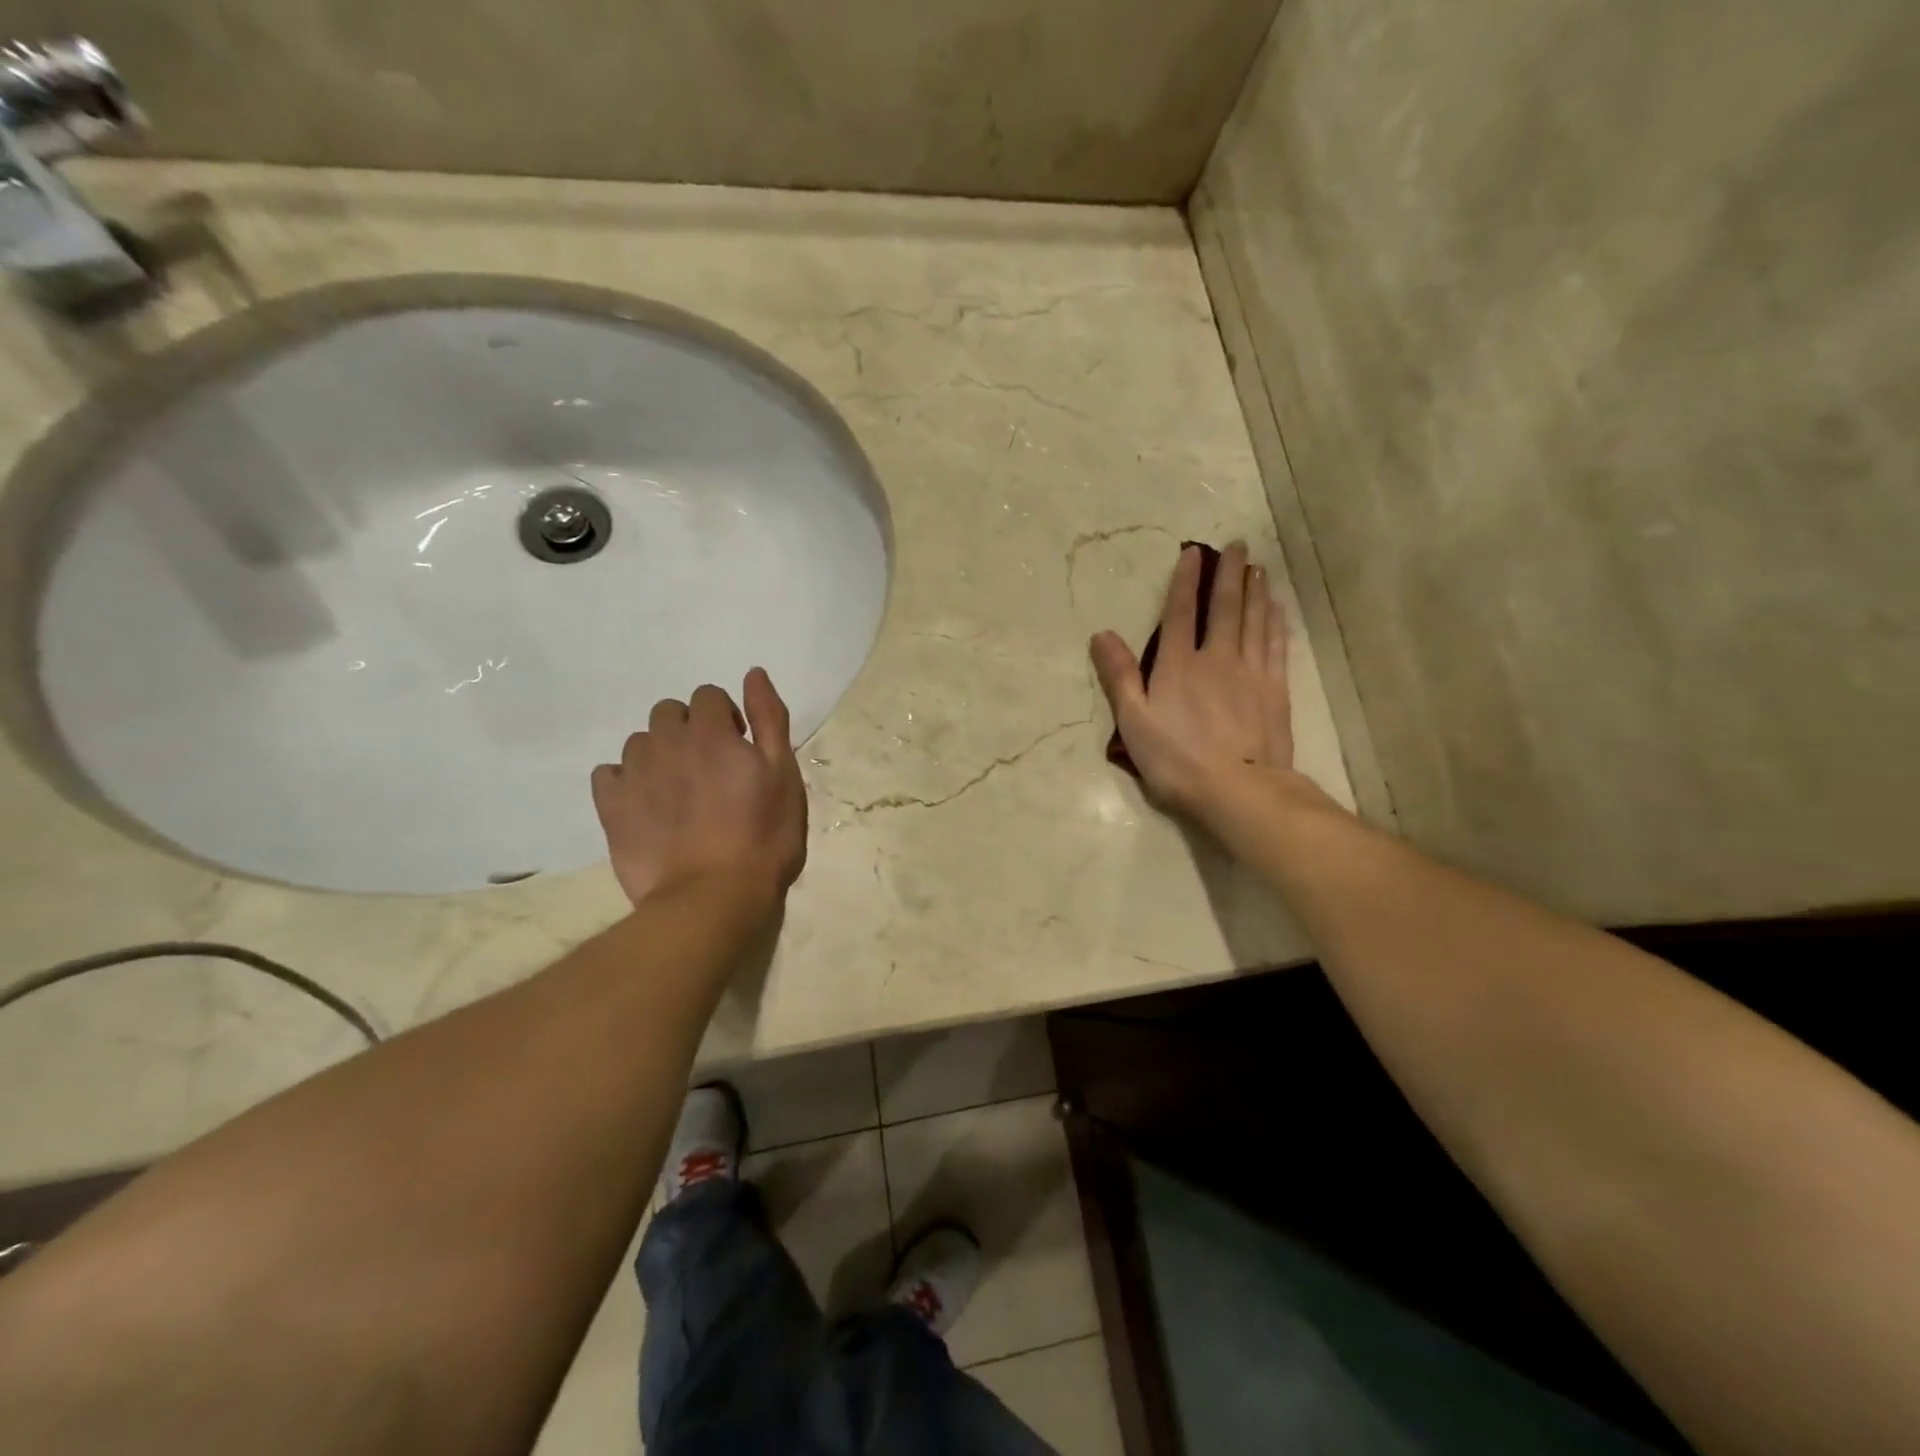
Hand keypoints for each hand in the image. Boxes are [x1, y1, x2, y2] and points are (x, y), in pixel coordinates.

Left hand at [591, 668, 807, 911]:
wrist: (712, 898)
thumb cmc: (763, 837)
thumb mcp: (784, 775)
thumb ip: (769, 719)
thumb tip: (753, 674)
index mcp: (711, 732)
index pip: (708, 696)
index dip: (726, 717)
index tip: (739, 747)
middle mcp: (666, 742)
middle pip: (669, 712)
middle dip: (689, 729)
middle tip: (710, 769)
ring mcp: (633, 774)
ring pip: (639, 743)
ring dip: (659, 755)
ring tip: (679, 793)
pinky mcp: (610, 807)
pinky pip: (608, 775)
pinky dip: (625, 781)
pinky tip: (645, 806)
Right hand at [1090, 542, 1292, 825]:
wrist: (1238, 790)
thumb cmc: (1176, 760)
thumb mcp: (1134, 722)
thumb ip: (1119, 677)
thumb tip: (1101, 635)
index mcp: (1178, 666)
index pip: (1180, 613)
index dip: (1185, 581)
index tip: (1194, 553)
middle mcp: (1217, 659)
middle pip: (1224, 609)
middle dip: (1229, 574)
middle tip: (1238, 544)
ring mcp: (1251, 673)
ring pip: (1254, 622)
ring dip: (1255, 592)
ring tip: (1258, 568)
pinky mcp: (1275, 691)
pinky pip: (1276, 647)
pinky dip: (1275, 624)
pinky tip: (1277, 609)